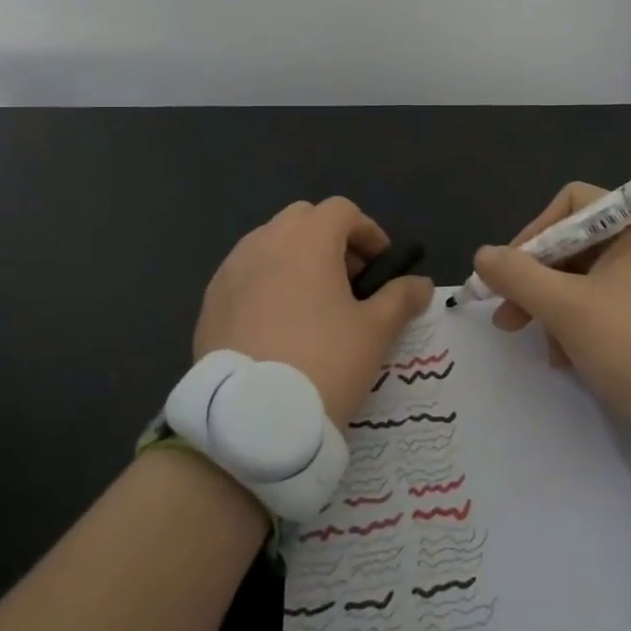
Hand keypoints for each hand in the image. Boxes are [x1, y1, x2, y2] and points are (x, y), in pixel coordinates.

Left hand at [194, 197, 433, 428]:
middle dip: (329, 240)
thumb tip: (420, 284)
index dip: (367, 231)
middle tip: (349, 281)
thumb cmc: (325, 361)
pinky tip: (278, 325)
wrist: (252, 419)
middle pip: (302, 219)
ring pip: (269, 244)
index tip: (381, 265)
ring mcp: (230, 270)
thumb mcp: (375, 331)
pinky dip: (266, 283)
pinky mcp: (210, 301)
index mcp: (307, 239)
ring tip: (313, 305)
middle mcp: (264, 241)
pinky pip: (244, 275)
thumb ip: (400, 298)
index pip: (341, 211)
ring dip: (295, 260)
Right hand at [472, 180, 630, 426]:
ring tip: (545, 349)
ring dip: (555, 309)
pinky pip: (608, 303)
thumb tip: (482, 256)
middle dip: (537, 281)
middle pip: (576, 245)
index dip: (534, 233)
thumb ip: (518, 276)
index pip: (572, 204)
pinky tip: (567, 358)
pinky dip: (581, 324)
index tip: (510, 272)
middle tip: (508, 317)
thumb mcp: (566, 309)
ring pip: (587, 279)